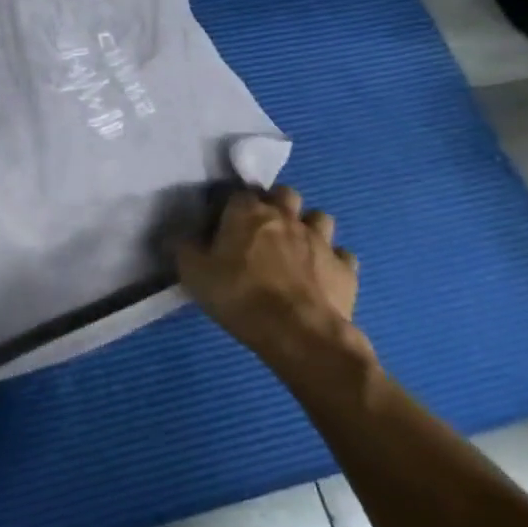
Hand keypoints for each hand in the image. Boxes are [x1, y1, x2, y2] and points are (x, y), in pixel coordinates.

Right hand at [175, 186, 364, 364]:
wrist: (298, 333)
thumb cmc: (239, 295)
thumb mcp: (193, 272)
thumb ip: (185, 248)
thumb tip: (182, 237)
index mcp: (247, 213)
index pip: (238, 193)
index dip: (230, 206)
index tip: (223, 223)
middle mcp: (286, 217)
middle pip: (285, 194)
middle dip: (275, 204)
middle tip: (262, 229)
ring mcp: (321, 241)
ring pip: (319, 217)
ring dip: (308, 226)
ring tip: (296, 247)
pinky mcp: (345, 269)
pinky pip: (342, 255)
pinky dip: (333, 260)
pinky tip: (321, 274)